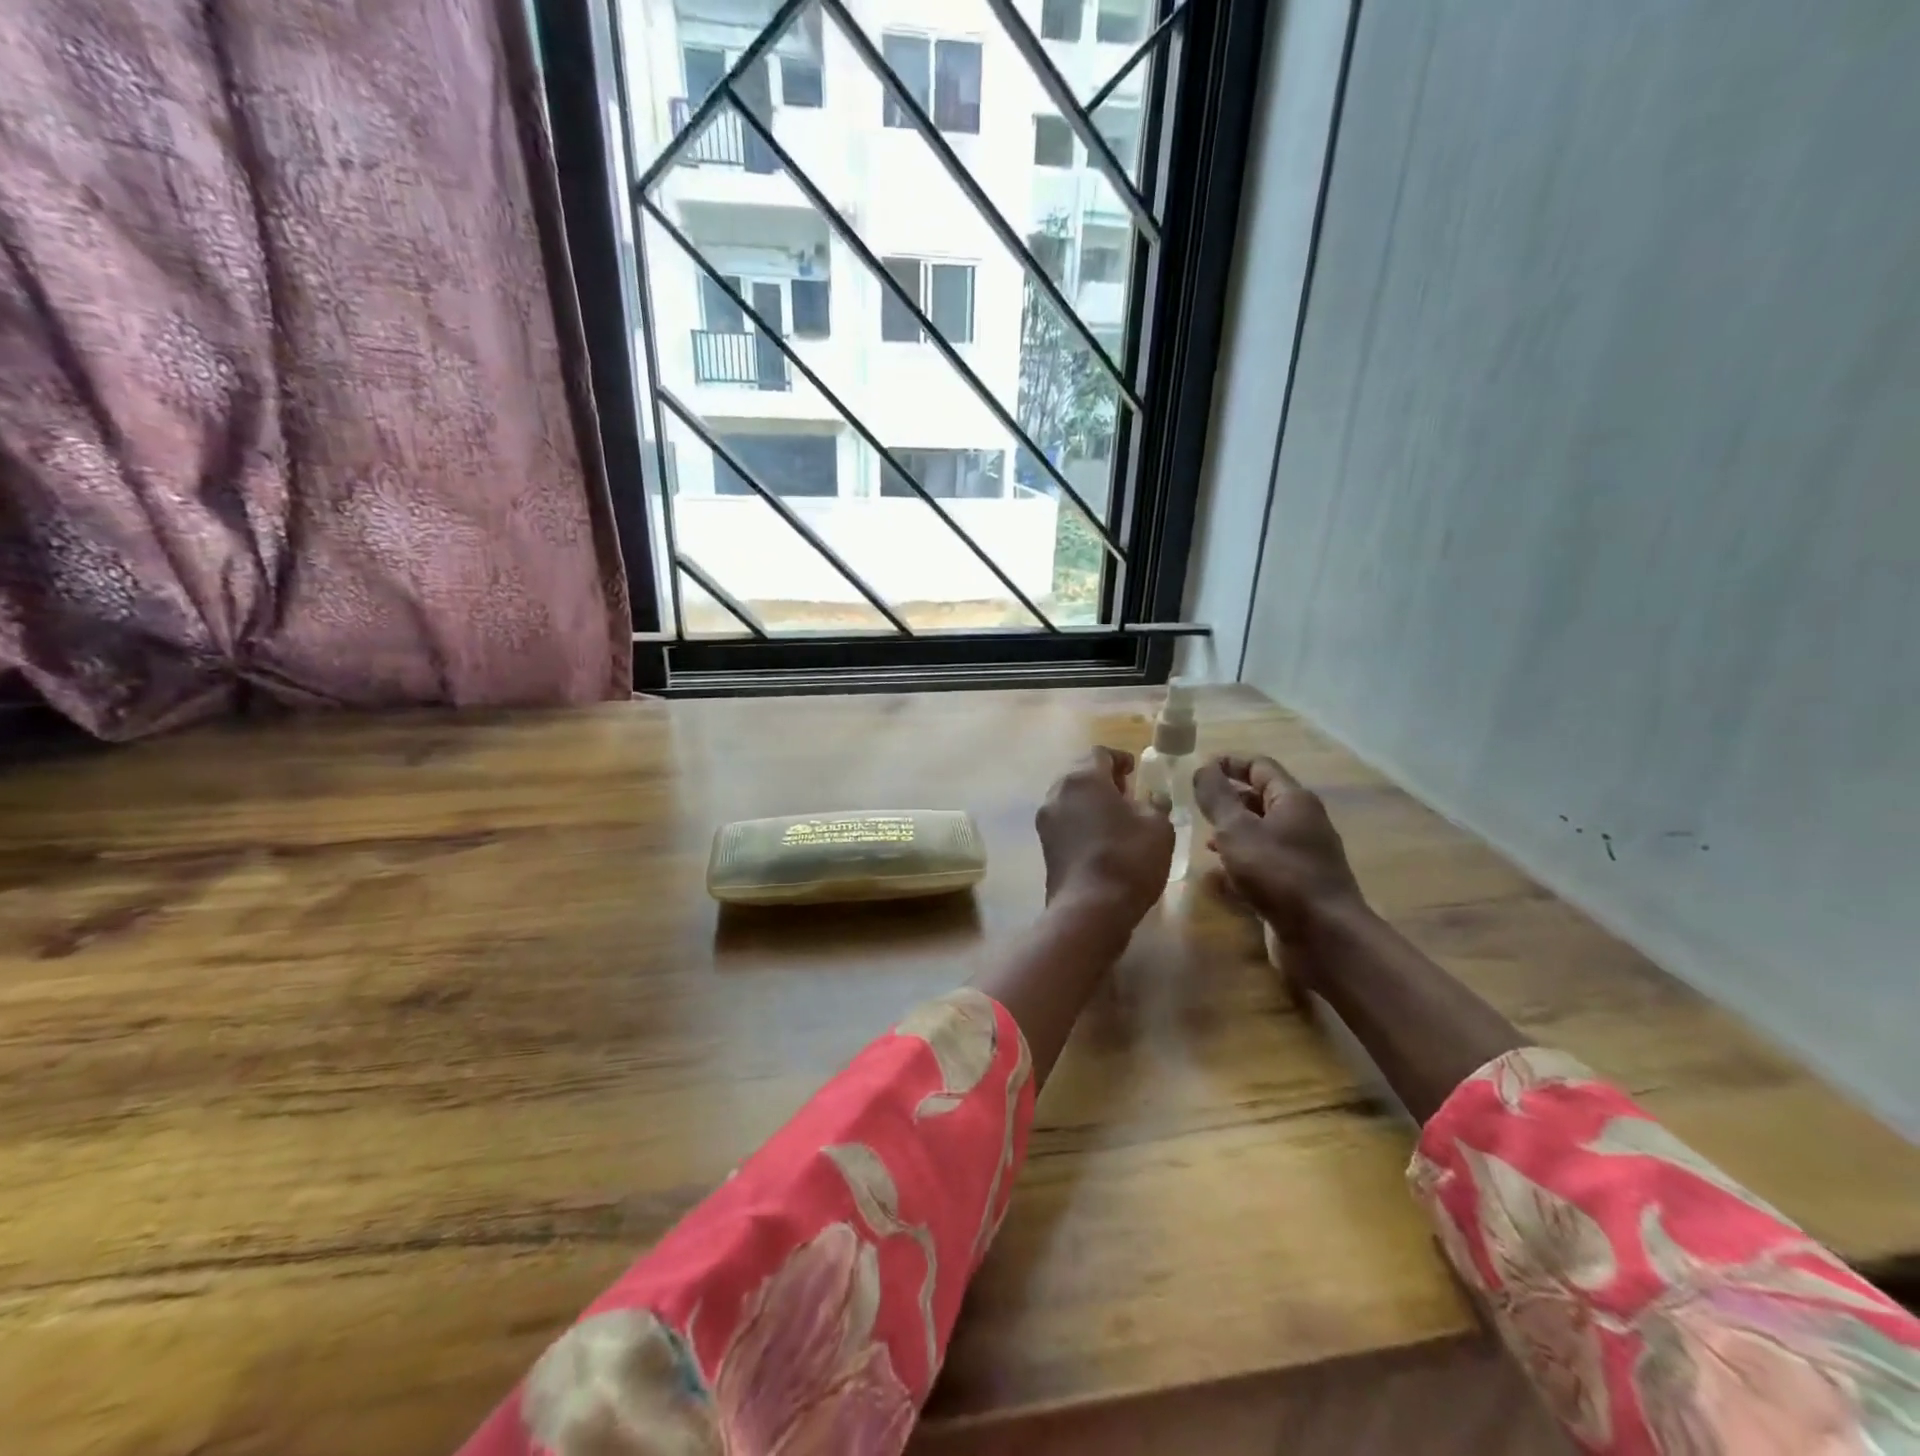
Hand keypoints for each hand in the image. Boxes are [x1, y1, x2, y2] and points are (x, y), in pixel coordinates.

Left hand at [1036, 747, 1173, 927]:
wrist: (1090, 908)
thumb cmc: (1128, 858)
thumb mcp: (1158, 826)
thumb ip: (1155, 804)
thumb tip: (1152, 799)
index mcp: (1083, 778)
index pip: (1099, 754)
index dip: (1120, 759)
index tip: (1135, 771)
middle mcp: (1057, 792)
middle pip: (1080, 774)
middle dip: (1103, 779)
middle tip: (1127, 793)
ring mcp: (1046, 820)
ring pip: (1070, 798)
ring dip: (1091, 801)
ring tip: (1116, 818)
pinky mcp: (1044, 845)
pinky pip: (1065, 821)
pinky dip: (1081, 822)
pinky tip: (1102, 839)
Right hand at [1193, 755, 1366, 942]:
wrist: (1324, 937)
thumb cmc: (1278, 874)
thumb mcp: (1237, 829)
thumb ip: (1216, 797)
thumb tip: (1202, 768)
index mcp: (1293, 800)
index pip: (1259, 767)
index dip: (1228, 764)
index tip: (1197, 771)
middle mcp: (1302, 823)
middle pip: (1260, 799)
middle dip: (1228, 800)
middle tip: (1194, 808)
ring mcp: (1302, 856)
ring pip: (1260, 834)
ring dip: (1231, 834)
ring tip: (1203, 843)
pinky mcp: (1297, 885)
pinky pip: (1264, 864)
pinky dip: (1240, 864)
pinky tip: (1218, 878)